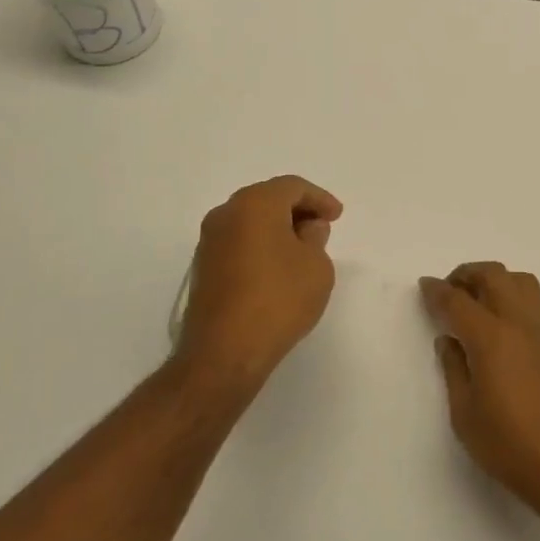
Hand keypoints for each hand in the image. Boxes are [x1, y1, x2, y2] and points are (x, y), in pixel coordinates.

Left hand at [175, 176, 342, 394]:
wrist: (224, 353)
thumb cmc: (278, 300)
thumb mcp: (316, 266)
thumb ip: (315, 238)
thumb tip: (306, 228)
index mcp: (254, 204)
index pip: (292, 187)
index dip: (319, 198)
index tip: (337, 216)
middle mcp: (226, 214)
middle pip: (267, 199)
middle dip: (296, 210)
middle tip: (321, 228)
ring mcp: (209, 242)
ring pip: (250, 221)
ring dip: (276, 229)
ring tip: (302, 249)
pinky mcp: (203, 269)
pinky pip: (238, 243)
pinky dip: (260, 246)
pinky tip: (277, 268)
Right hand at [420, 263, 539, 524]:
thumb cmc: (512, 448)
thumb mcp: (466, 416)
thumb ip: (454, 370)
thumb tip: (449, 340)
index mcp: (491, 338)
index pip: (456, 300)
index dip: (437, 291)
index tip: (425, 286)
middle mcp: (521, 321)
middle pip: (492, 275)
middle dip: (466, 275)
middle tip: (450, 292)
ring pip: (521, 281)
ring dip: (496, 281)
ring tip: (481, 302)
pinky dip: (520, 299)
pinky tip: (512, 325)